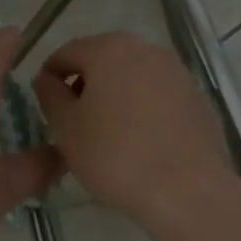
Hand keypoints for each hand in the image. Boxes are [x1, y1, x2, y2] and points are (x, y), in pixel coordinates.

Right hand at [32, 32, 234, 222]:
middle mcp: (145, 49)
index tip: (44, 105)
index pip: (66, 53)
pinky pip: (157, 95)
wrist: (188, 191)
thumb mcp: (66, 128)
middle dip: (83, 85)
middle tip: (72, 121)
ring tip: (106, 134)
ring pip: (131, 77)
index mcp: (109, 49)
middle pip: (101, 60)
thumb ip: (50, 95)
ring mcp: (176, 71)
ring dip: (113, 96)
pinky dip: (142, 109)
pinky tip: (139, 142)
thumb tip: (47, 80)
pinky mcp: (196, 97)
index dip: (49, 77)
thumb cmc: (115, 155)